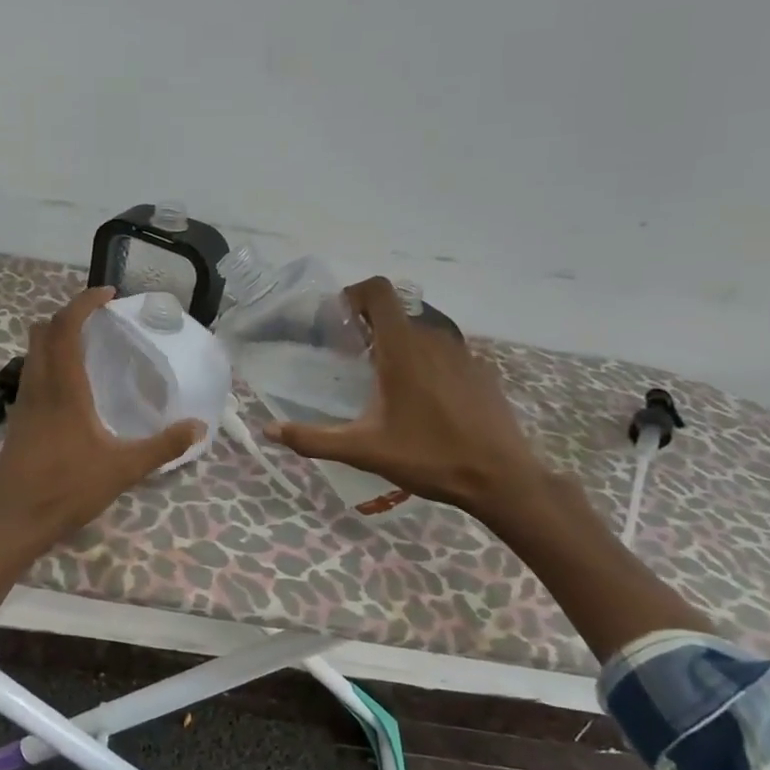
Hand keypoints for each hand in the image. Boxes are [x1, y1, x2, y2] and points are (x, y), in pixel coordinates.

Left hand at [0, 287, 204, 613]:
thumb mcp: (123, 469)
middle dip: (68, 314)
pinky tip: (72, 385)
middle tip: (99, 317)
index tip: (108, 293)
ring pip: (33, 351)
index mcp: (63, 388)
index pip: (66, 327)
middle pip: (43, 331)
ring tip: (88, 344)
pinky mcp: (18, 419)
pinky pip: (31, 373)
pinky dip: (49, 361)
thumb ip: (162, 447)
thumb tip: (199, 427)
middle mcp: (39, 386)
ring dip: (55, 336)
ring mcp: (24, 402)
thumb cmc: (67, 490)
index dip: (84, 303)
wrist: (12, 522)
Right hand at [264, 277, 547, 523]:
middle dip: (372, 325)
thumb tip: (269, 430)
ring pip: (423, 330)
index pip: (379, 290)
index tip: (339, 320)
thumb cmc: (429, 458)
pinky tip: (424, 399)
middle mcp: (435, 339)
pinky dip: (428, 360)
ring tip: (386, 379)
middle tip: (354, 358)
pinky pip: (446, 351)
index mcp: (403, 348)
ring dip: (400, 342)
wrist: (501, 479)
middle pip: (398, 311)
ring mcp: (464, 353)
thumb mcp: (363, 451)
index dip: (355, 294)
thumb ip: (313, 438)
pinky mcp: (482, 371)